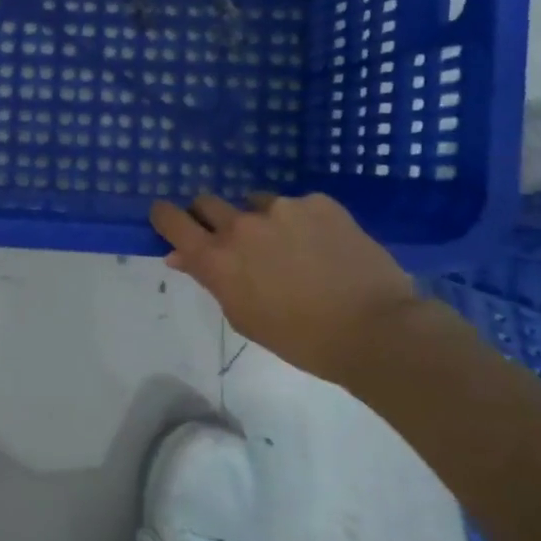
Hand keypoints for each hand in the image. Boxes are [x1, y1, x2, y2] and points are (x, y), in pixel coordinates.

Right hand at [150, 191, 417, 381]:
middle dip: (210, 217)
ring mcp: (281, 208)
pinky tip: (322, 246)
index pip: (171, 219)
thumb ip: (210, 279)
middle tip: (232, 239)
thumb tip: (181, 255)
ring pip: (255, 203)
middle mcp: (241, 225)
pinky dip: (300, 221)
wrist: (375, 330)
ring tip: (288, 246)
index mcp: (216, 258)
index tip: (169, 220)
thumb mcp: (242, 315)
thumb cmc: (300, 338)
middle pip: (206, 202)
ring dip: (259, 219)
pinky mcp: (318, 202)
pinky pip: (296, 205)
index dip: (165, 216)